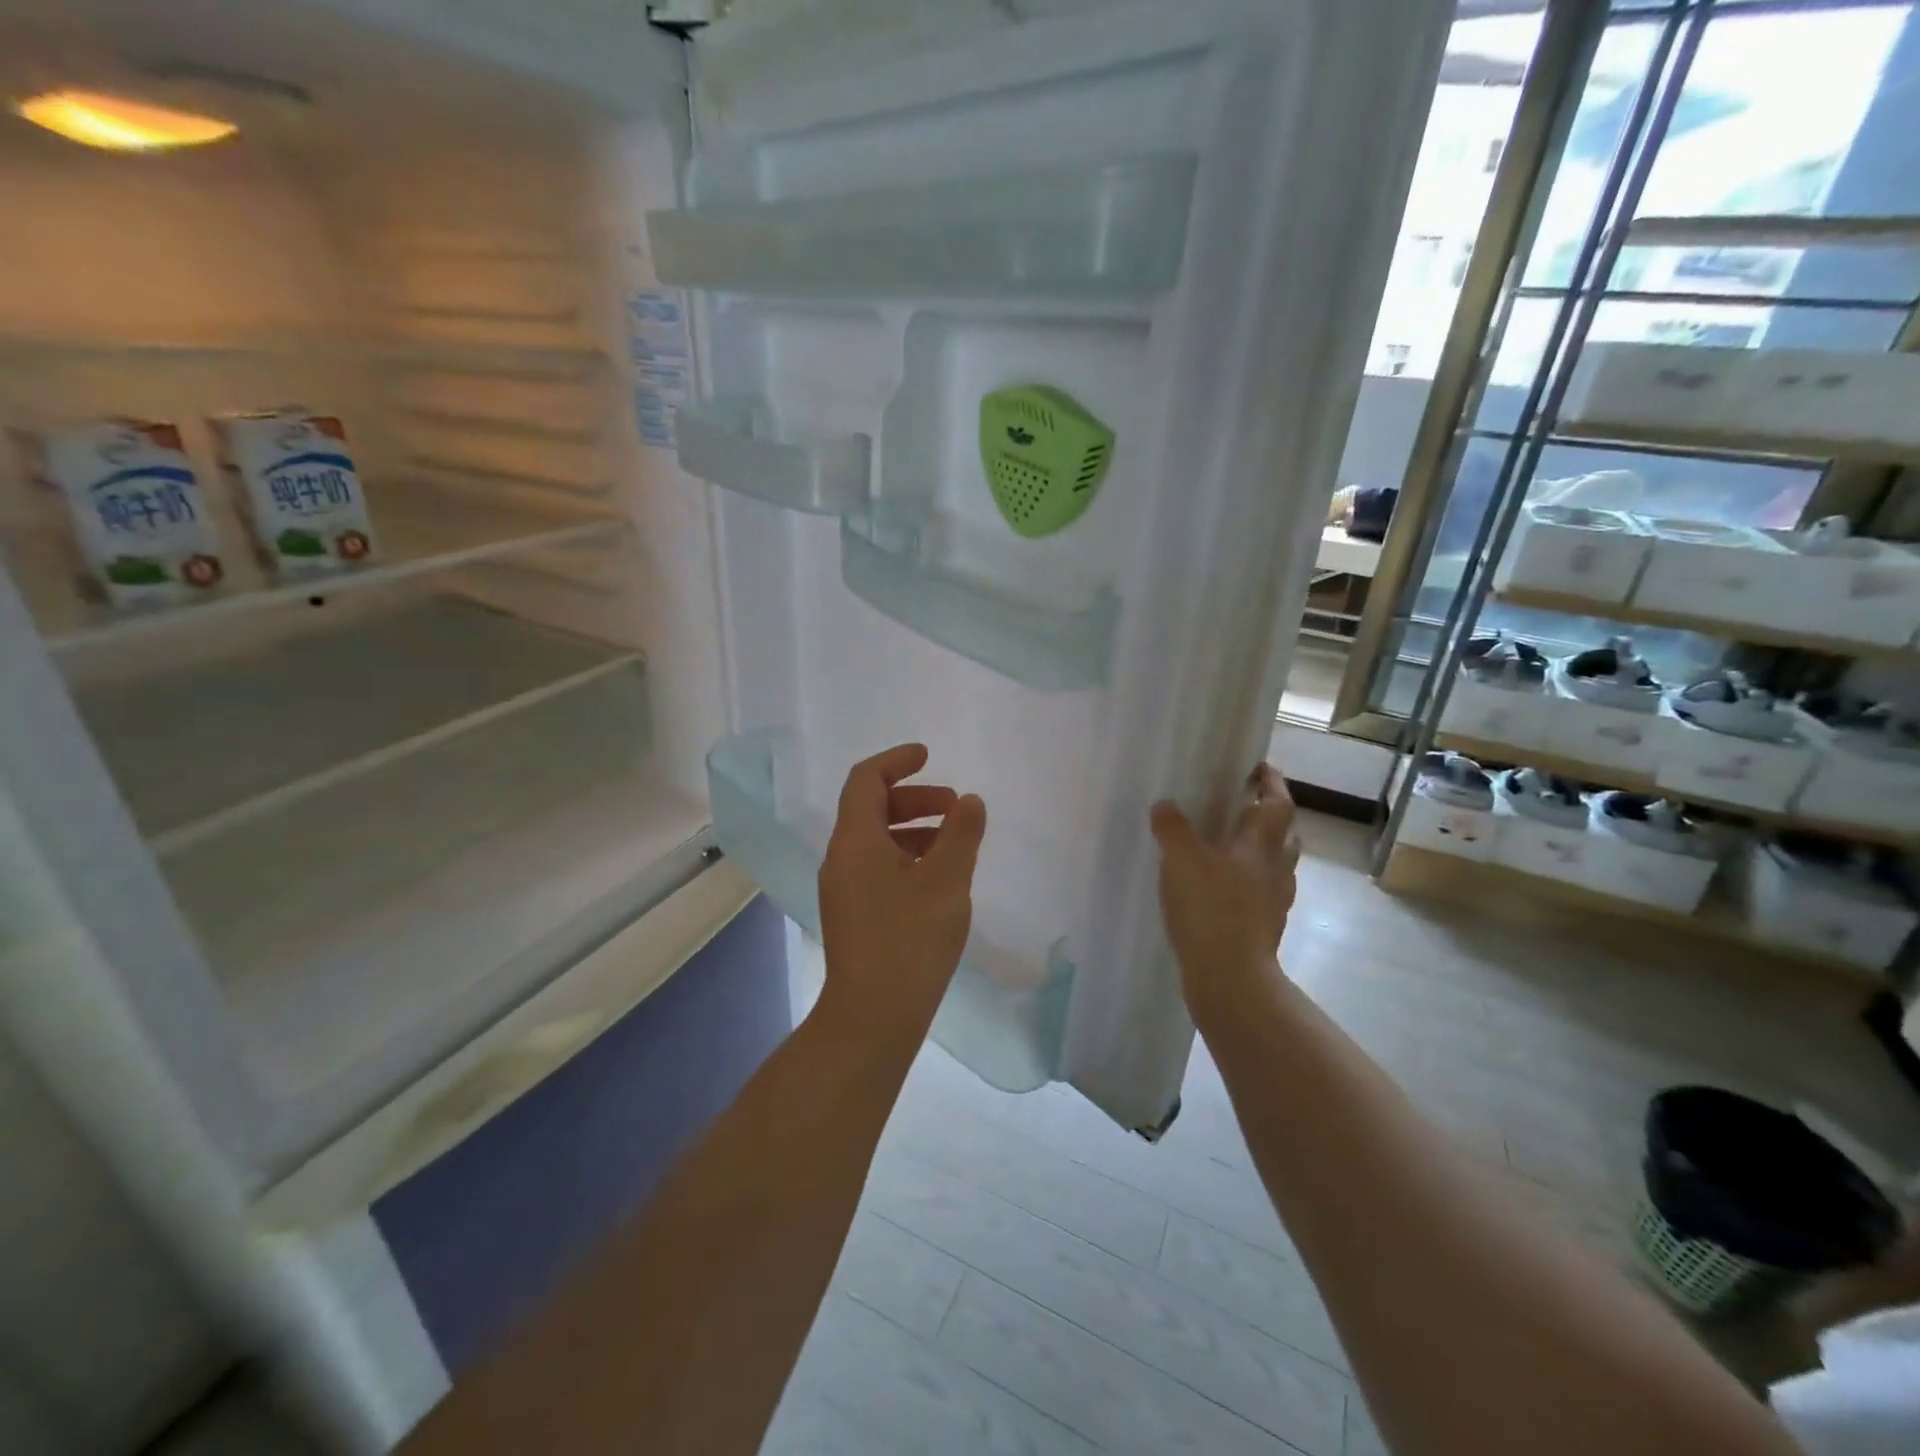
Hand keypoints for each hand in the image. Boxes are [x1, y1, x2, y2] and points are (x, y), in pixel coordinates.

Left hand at [816, 744, 986, 1047]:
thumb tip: (970, 801)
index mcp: (855, 840)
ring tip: (954, 843)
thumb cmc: (910, 940)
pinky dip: (907, 857)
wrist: (873, 1017)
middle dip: (914, 798)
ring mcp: (843, 889)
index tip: (929, 756)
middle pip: (871, 808)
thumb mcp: (946, 880)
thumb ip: (961, 834)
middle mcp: (841, 858)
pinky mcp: (853, 915)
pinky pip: (877, 868)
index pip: (866, 779)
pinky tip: (938, 880)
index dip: (896, 760)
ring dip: (914, 829)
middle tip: (955, 807)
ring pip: (876, 841)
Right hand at [1150, 764, 1300, 1023]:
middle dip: (1269, 817)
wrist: (1231, 978)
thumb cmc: (1211, 911)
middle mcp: (1275, 870)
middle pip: (1284, 835)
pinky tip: (1223, 890)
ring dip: (1261, 852)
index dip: (1272, 782)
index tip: (1259, 767)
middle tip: (1242, 807)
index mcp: (1261, 846)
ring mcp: (1273, 902)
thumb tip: (1165, 805)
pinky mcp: (1263, 928)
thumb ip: (1173, 829)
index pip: (1278, 803)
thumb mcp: (1182, 861)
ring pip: (1276, 866)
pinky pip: (1261, 895)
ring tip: (1230, 848)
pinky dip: (1248, 885)